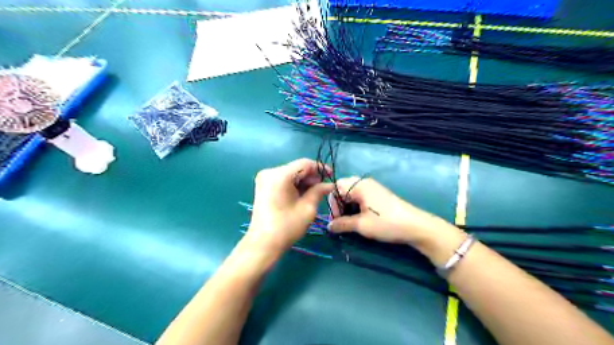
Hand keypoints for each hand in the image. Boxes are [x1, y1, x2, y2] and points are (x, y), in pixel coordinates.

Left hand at [242, 159, 333, 256]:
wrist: (263, 243)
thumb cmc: (287, 226)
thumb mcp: (307, 208)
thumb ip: (319, 191)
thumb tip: (330, 184)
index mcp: (280, 175)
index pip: (304, 164)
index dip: (320, 168)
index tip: (331, 176)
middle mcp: (270, 172)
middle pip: (296, 168)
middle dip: (311, 176)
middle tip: (323, 188)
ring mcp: (265, 178)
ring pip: (290, 173)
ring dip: (303, 181)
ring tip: (315, 192)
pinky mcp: (263, 186)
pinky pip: (283, 180)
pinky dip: (294, 184)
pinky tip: (302, 194)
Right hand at [329, 177, 457, 249]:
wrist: (415, 226)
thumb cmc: (386, 223)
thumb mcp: (361, 225)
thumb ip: (342, 224)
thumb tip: (328, 226)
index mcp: (359, 185)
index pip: (336, 188)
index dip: (333, 204)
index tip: (335, 221)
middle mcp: (365, 182)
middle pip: (343, 189)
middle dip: (339, 205)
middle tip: (340, 221)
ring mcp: (373, 188)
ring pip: (352, 194)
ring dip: (347, 206)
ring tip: (349, 221)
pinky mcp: (378, 194)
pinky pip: (361, 196)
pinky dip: (356, 206)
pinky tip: (359, 218)